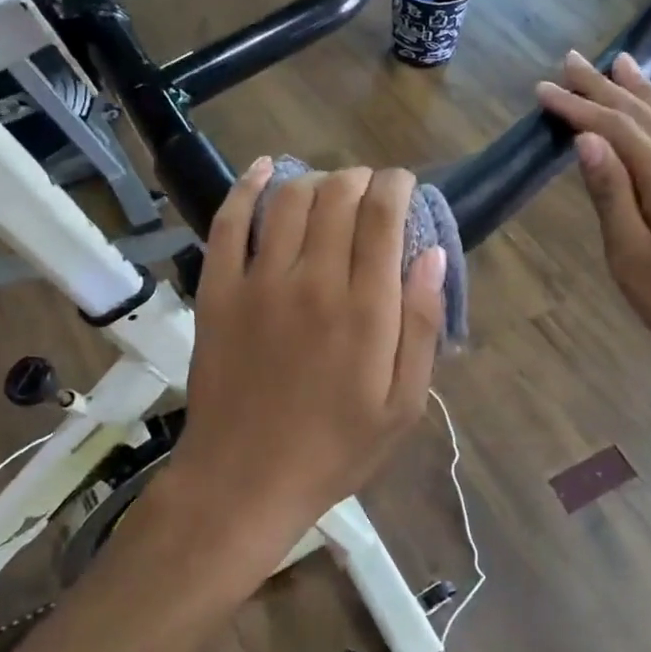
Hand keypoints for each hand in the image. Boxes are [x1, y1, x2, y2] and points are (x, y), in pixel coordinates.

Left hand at [171, 158, 447, 540]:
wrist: (244, 481)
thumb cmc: (334, 449)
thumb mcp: (402, 405)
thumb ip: (422, 326)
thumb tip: (433, 255)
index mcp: (364, 309)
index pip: (383, 216)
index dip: (396, 186)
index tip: (403, 185)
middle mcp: (312, 281)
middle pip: (337, 196)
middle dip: (360, 178)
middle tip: (369, 191)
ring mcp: (258, 282)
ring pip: (288, 200)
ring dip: (315, 179)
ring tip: (328, 188)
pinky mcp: (218, 291)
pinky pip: (228, 223)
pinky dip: (247, 187)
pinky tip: (265, 170)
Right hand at [535, 51, 650, 408]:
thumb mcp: (632, 257)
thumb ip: (612, 195)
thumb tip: (587, 141)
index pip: (616, 131)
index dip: (578, 108)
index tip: (544, 89)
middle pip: (647, 117)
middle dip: (606, 88)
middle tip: (574, 60)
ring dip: (649, 94)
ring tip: (625, 66)